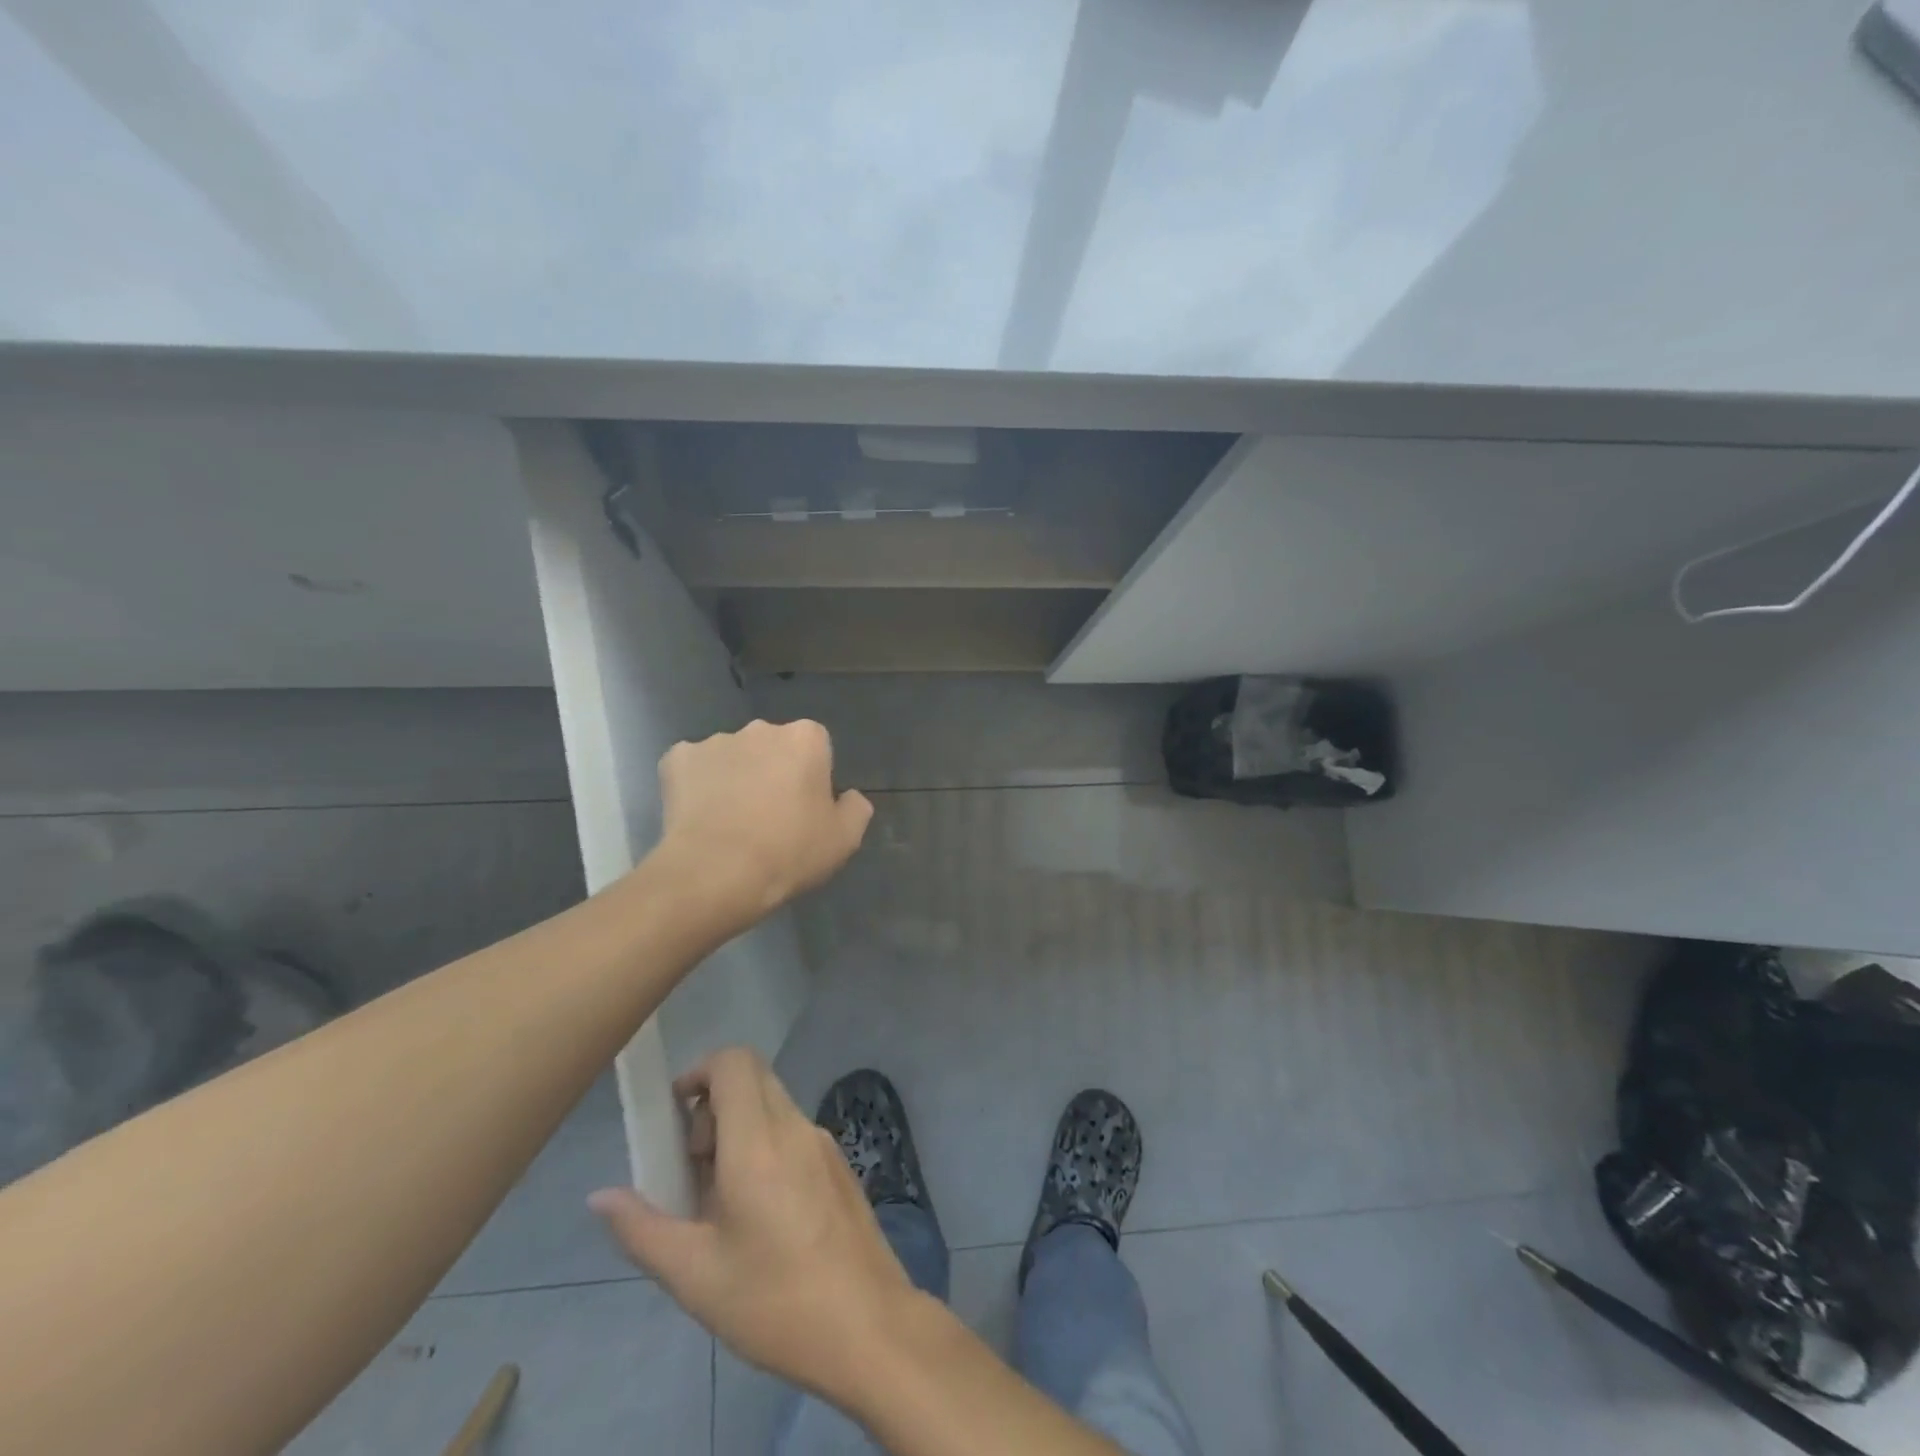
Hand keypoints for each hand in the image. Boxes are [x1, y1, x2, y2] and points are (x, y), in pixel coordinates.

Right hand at [589, 1049, 917, 1404]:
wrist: (867, 1324)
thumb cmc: (774, 1300)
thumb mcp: (695, 1274)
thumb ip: (641, 1229)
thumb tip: (600, 1196)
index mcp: (759, 1141)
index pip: (733, 1062)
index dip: (699, 1073)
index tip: (675, 1118)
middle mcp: (795, 1126)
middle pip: (752, 1078)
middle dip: (713, 1104)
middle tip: (693, 1165)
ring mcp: (823, 1142)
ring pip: (773, 1105)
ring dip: (739, 1127)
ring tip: (719, 1199)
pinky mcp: (838, 1164)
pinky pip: (793, 1131)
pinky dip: (766, 1144)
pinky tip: (758, 1211)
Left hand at [656, 719, 871, 920]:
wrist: (716, 873)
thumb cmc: (789, 852)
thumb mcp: (845, 839)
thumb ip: (855, 808)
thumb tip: (848, 797)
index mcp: (805, 738)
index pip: (816, 747)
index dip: (812, 778)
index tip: (806, 810)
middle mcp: (760, 729)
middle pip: (773, 748)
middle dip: (772, 772)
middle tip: (770, 818)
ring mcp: (714, 741)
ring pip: (733, 757)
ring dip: (736, 778)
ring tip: (731, 823)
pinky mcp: (676, 759)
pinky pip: (694, 769)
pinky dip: (698, 787)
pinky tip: (701, 819)